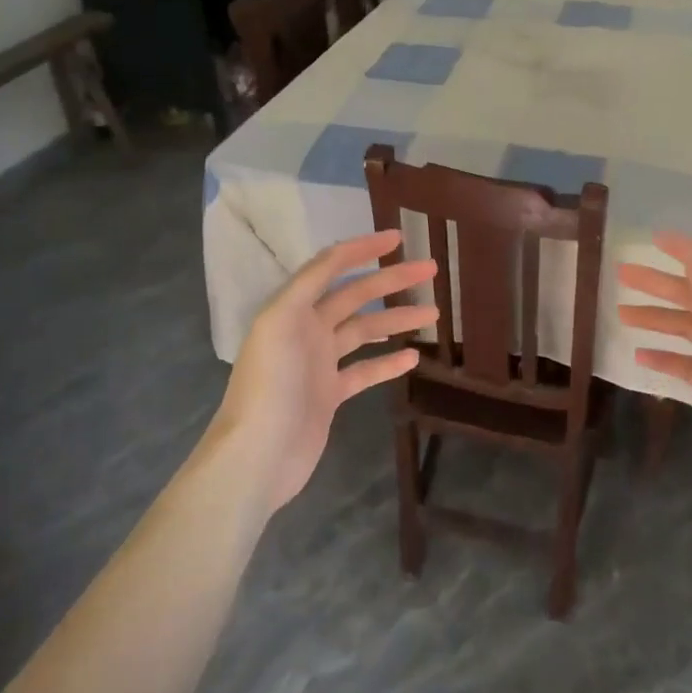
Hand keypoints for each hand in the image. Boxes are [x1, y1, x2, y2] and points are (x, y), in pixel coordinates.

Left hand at [212, 231, 436, 511]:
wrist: (257, 455)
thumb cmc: (270, 383)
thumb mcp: (281, 320)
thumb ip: (309, 282)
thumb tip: (339, 253)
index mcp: (293, 307)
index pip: (332, 265)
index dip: (363, 248)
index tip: (398, 237)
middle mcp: (307, 328)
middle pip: (357, 295)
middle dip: (392, 279)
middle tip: (431, 269)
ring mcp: (320, 363)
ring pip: (366, 330)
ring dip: (398, 318)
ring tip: (434, 312)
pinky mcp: (330, 394)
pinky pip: (365, 370)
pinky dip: (389, 361)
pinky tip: (414, 356)